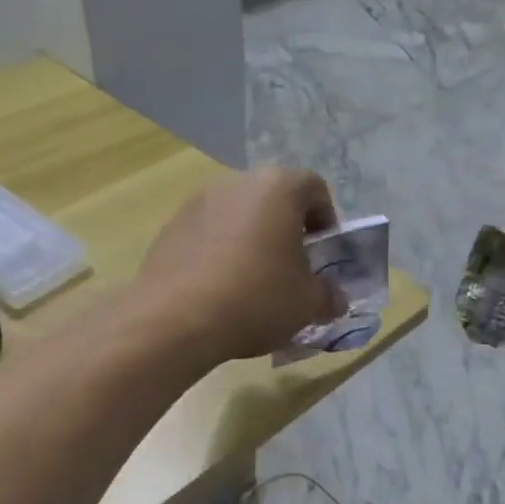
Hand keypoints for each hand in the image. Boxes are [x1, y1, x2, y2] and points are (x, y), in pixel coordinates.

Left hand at [137, 168, 346, 362]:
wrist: (174, 320)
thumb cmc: (255, 299)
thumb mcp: (307, 304)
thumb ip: (329, 295)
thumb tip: (335, 298)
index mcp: (277, 188)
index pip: (314, 189)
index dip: (326, 221)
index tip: (322, 256)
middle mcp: (236, 183)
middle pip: (272, 199)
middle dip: (286, 230)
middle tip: (290, 270)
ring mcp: (197, 202)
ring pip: (237, 216)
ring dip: (250, 240)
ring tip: (251, 283)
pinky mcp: (169, 228)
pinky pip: (207, 234)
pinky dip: (219, 253)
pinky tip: (218, 290)